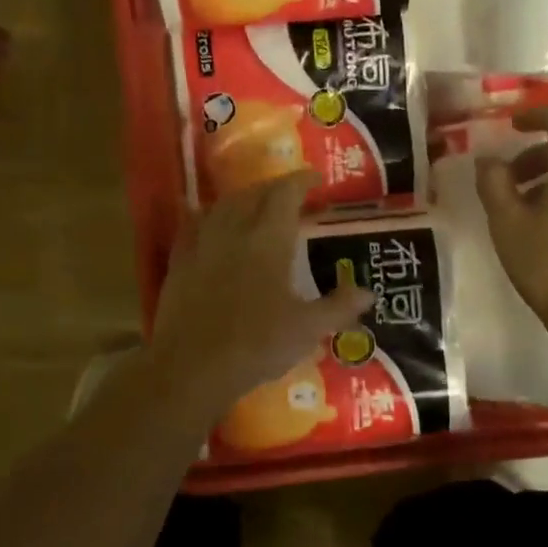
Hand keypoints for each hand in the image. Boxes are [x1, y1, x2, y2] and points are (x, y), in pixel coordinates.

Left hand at [149, 173, 373, 418]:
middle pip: (253, 194)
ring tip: (255, 205)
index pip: (286, 194)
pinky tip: (211, 225)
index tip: (316, 179)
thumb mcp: (307, 328)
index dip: (302, 181)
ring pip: (222, 206)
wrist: (192, 367)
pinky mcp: (179, 263)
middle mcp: (234, 231)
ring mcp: (201, 245)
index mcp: (268, 239)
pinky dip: (208, 217)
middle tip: (291, 194)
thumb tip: (368, 293)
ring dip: (243, 199)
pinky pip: (193, 226)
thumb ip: (339, 306)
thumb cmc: (257, 344)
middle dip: (274, 188)